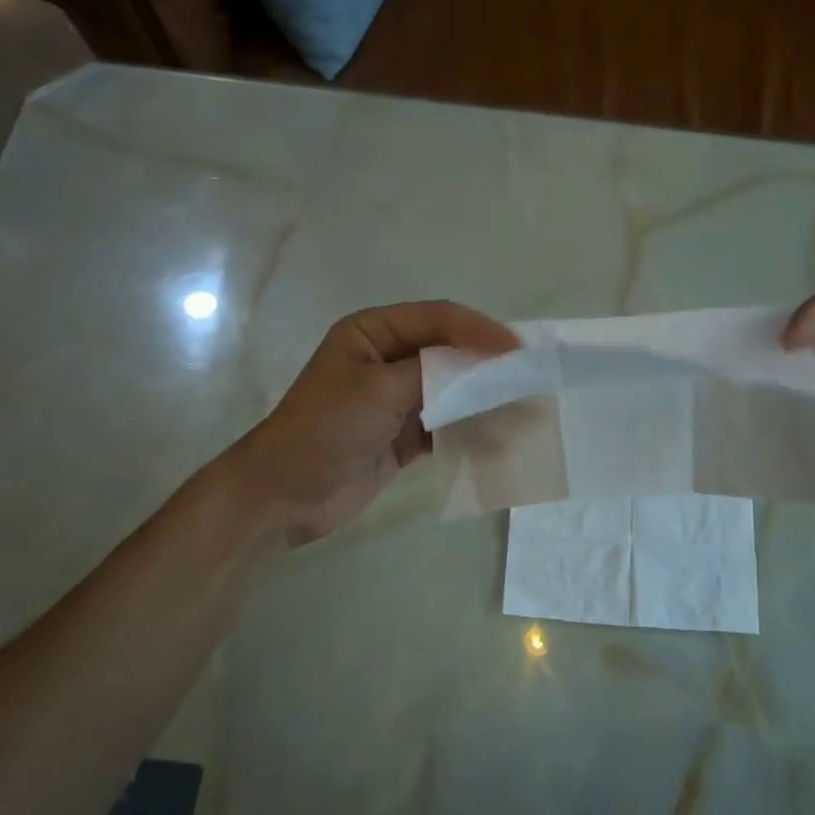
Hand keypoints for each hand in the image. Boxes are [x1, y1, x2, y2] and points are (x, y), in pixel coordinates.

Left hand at [230, 300, 518, 544]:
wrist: (285, 495)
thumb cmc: (325, 430)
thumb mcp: (379, 390)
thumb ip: (435, 372)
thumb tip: (490, 363)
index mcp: (374, 332)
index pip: (439, 319)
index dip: (480, 330)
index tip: (517, 351)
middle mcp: (389, 358)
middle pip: (450, 352)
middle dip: (489, 367)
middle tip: (529, 381)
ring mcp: (398, 398)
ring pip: (453, 390)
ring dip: (485, 400)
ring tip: (523, 412)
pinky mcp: (404, 434)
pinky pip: (447, 424)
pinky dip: (471, 430)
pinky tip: (498, 439)